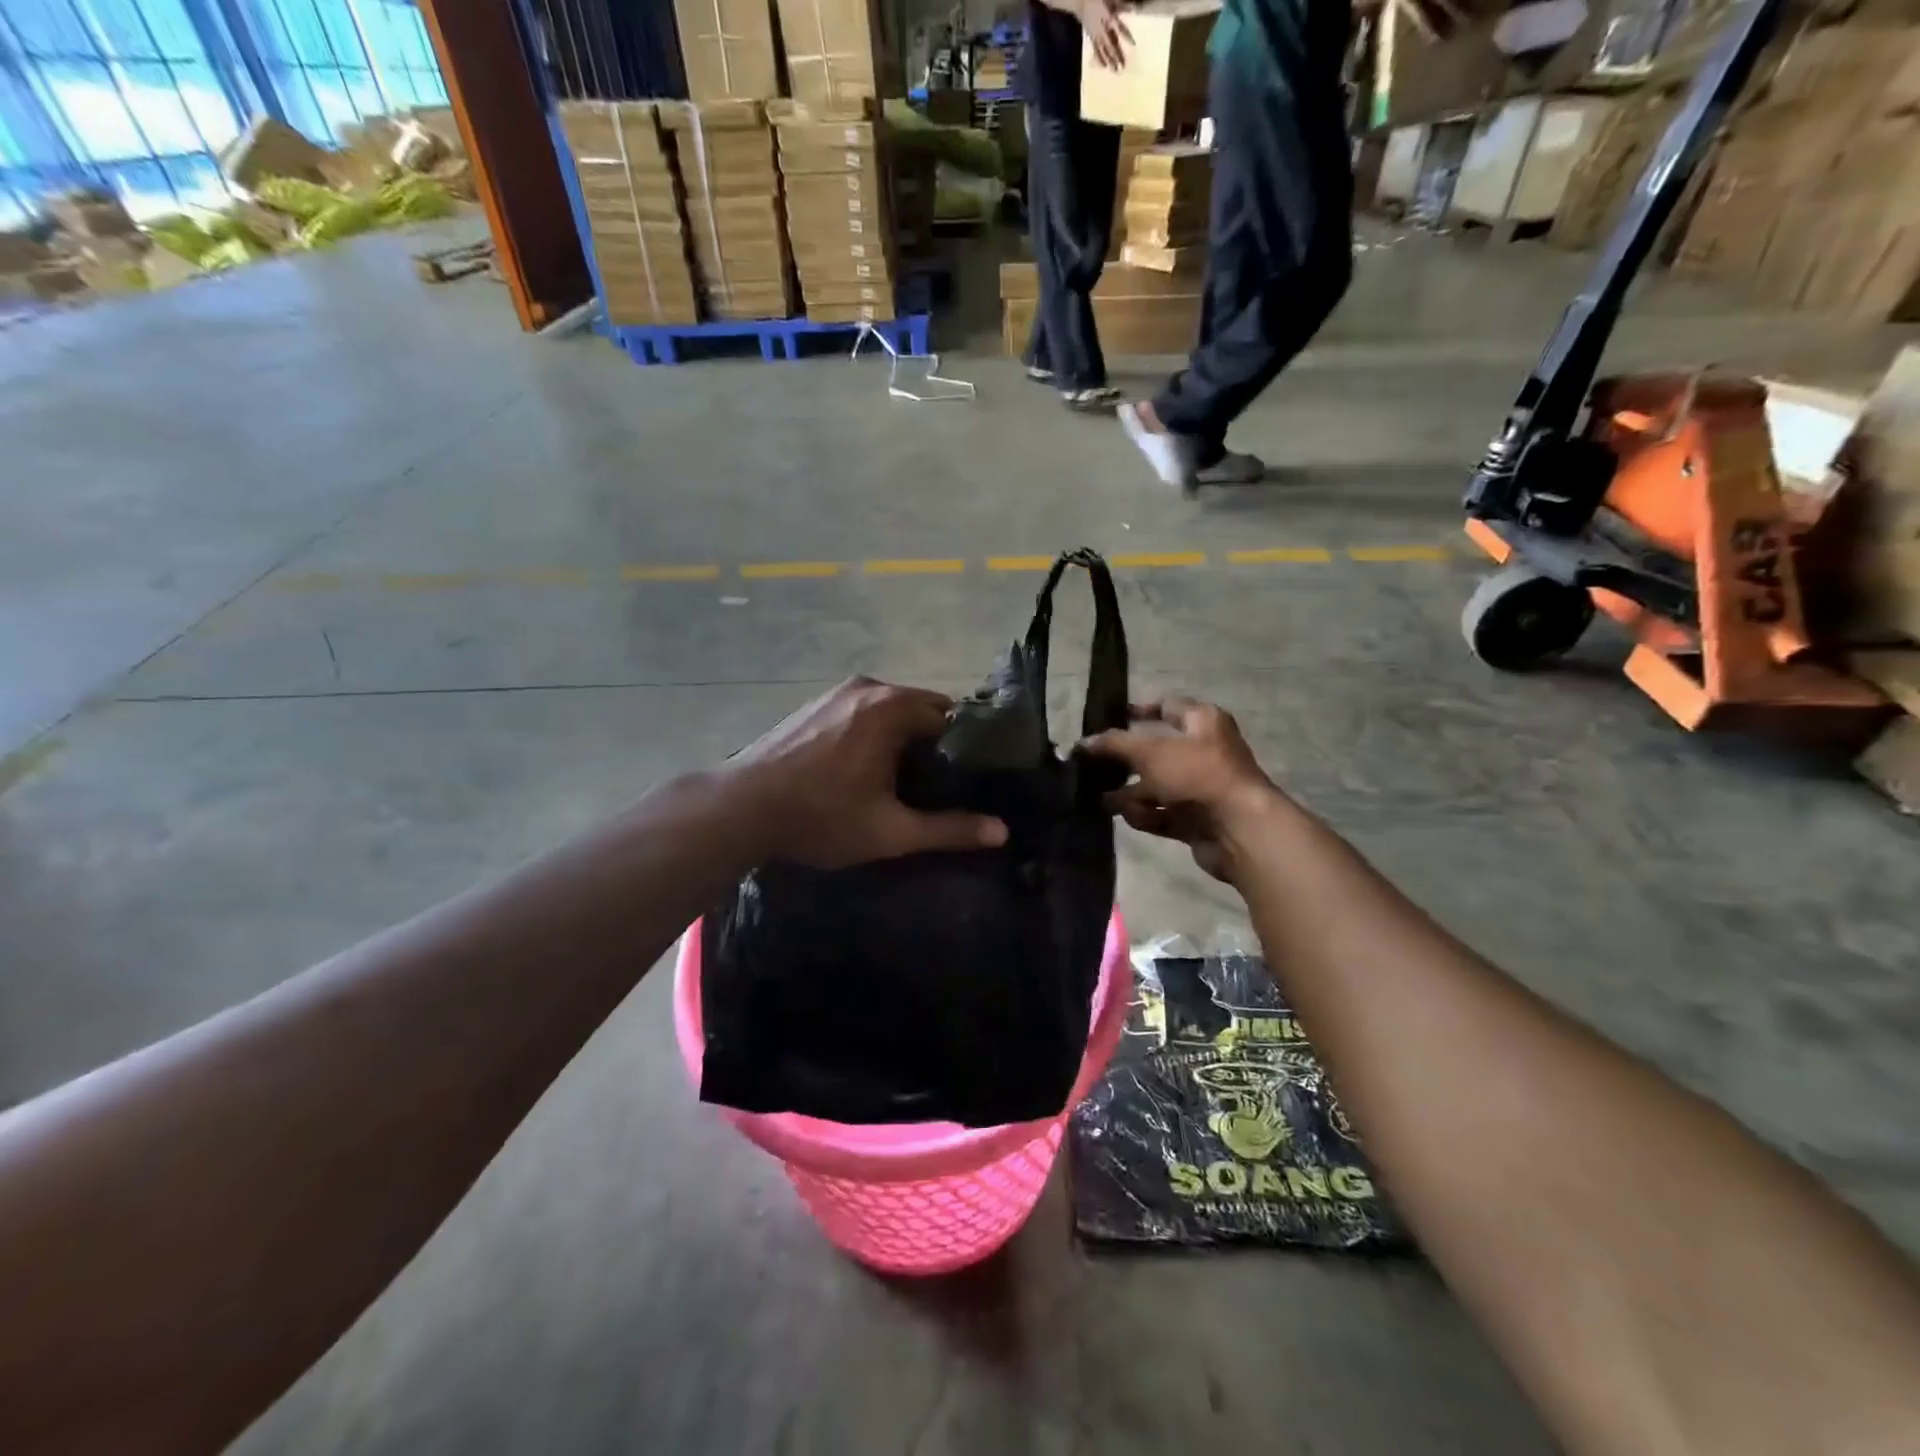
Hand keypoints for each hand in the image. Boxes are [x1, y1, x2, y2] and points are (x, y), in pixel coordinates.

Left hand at [728, 677, 1007, 868]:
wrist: (740, 808)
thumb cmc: (820, 817)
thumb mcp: (890, 831)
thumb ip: (949, 829)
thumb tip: (1002, 832)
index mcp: (893, 709)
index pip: (953, 717)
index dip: (967, 748)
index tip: (971, 779)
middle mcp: (870, 688)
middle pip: (923, 709)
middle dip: (936, 742)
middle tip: (940, 784)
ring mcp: (838, 692)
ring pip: (892, 709)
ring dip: (904, 736)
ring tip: (906, 778)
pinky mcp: (816, 703)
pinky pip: (864, 710)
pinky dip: (876, 731)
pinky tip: (866, 765)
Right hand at [1080, 697, 1281, 882]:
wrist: (1239, 829)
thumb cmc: (1197, 774)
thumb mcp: (1149, 751)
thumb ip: (1113, 744)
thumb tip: (1083, 743)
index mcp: (1203, 721)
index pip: (1166, 706)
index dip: (1137, 710)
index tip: (1106, 719)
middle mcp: (1205, 751)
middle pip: (1156, 750)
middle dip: (1124, 760)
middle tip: (1091, 764)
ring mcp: (1201, 787)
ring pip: (1157, 785)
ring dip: (1129, 792)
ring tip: (1098, 797)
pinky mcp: (1197, 819)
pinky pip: (1163, 812)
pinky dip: (1144, 814)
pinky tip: (1122, 816)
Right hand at [1081, 0, 1131, 69]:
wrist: (1081, 3)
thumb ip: (1122, 4)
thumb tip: (1135, 7)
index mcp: (1108, 18)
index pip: (1119, 28)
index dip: (1126, 36)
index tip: (1133, 44)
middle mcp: (1102, 30)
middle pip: (1111, 45)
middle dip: (1116, 55)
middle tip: (1122, 67)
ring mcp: (1096, 36)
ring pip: (1103, 51)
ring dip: (1109, 61)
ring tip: (1115, 71)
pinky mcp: (1092, 39)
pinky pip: (1096, 51)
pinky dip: (1099, 59)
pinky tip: (1103, 66)